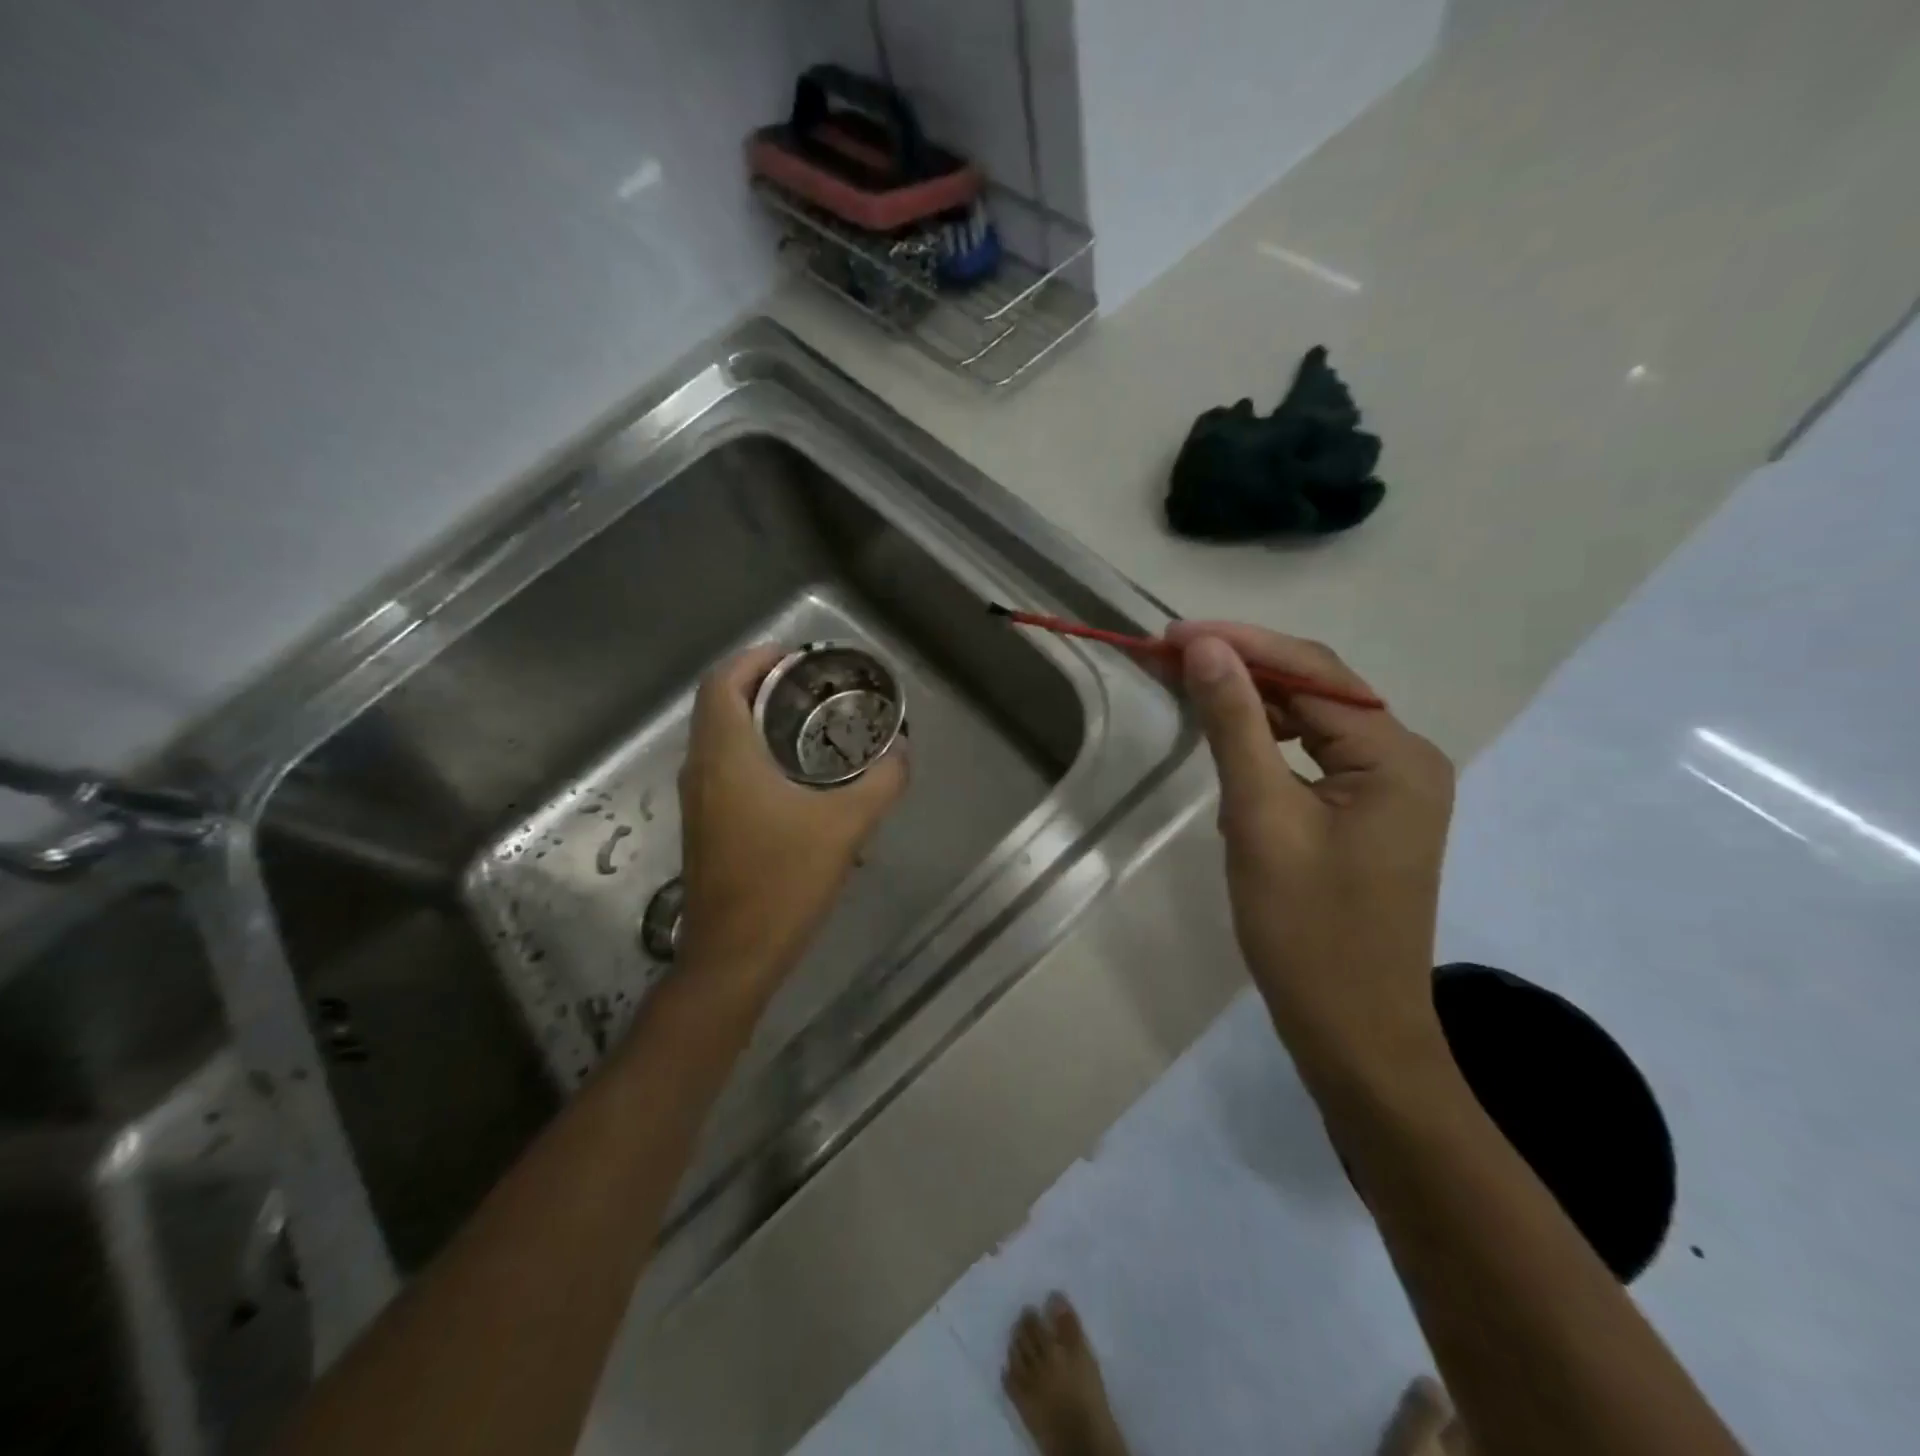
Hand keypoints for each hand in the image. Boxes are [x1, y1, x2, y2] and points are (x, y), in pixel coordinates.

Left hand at [676, 644, 907, 998]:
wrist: (734, 954)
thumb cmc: (783, 881)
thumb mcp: (846, 826)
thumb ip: (881, 783)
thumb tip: (902, 753)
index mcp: (725, 756)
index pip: (722, 683)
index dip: (753, 659)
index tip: (792, 655)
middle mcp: (701, 769)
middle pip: (718, 704)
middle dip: (757, 683)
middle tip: (807, 682)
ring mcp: (697, 800)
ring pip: (717, 736)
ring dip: (751, 717)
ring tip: (803, 718)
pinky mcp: (704, 825)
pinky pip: (721, 765)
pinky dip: (749, 749)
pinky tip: (790, 771)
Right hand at [1166, 621, 1455, 1090]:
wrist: (1353, 1031)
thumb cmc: (1306, 931)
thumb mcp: (1260, 819)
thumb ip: (1235, 725)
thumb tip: (1206, 648)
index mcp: (1395, 756)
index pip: (1312, 673)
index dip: (1239, 643)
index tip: (1170, 635)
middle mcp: (1405, 759)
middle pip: (1317, 688)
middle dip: (1243, 665)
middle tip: (1168, 654)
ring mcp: (1390, 787)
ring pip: (1313, 719)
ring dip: (1253, 698)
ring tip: (1188, 682)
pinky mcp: (1368, 812)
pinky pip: (1315, 754)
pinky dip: (1269, 737)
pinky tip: (1230, 733)